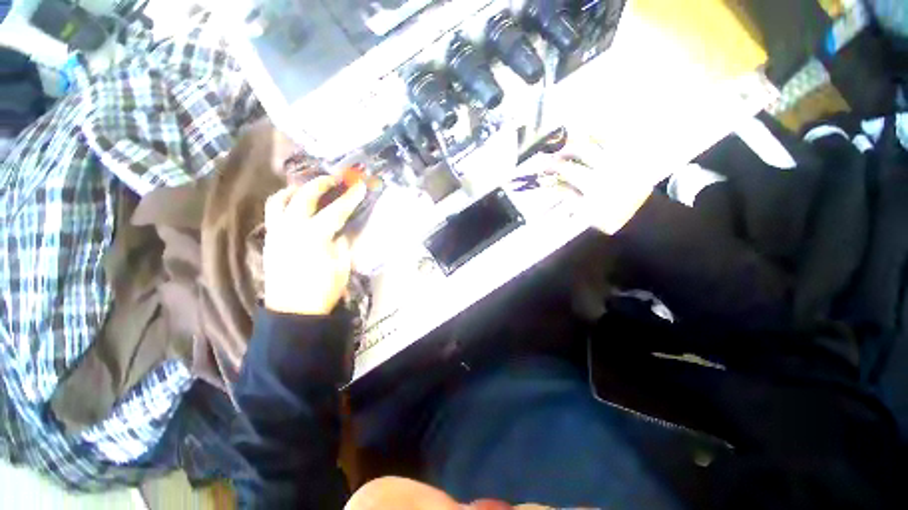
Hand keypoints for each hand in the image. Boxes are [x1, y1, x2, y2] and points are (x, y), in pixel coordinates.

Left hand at [263, 177, 366, 314]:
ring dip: (293, 190)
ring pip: (278, 201)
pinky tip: (293, 208)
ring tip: (304, 188)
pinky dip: (282, 205)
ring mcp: (277, 233)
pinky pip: (272, 214)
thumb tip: (340, 233)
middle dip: (320, 184)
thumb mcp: (342, 267)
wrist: (293, 312)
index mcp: (314, 235)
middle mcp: (292, 228)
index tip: (360, 186)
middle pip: (304, 196)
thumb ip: (342, 245)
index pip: (336, 210)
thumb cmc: (322, 291)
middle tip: (332, 179)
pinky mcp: (269, 241)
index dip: (350, 197)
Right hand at [551, 135, 661, 233]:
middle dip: (565, 148)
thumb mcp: (585, 211)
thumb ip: (570, 195)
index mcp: (592, 183)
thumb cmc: (609, 217)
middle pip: (581, 148)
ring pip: (600, 139)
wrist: (642, 216)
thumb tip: (555, 184)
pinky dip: (603, 136)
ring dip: (584, 138)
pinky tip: (594, 138)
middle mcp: (605, 166)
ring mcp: (619, 159)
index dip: (553, 165)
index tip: (544, 167)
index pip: (567, 168)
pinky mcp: (629, 157)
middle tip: (557, 154)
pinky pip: (616, 140)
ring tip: (574, 141)